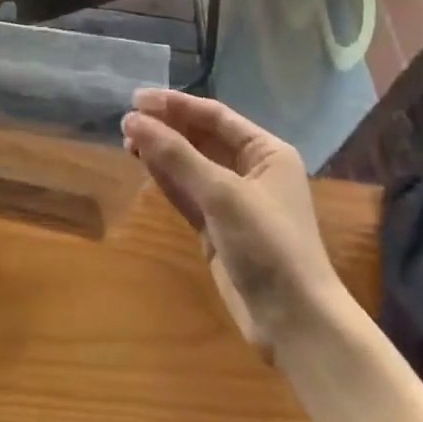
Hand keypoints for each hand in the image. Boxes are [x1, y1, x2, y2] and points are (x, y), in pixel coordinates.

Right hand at [123, 89, 337, 357]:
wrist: (295, 323)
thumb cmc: (268, 244)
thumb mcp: (222, 194)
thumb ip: (176, 155)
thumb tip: (132, 120)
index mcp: (266, 152)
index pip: (215, 116)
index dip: (175, 105)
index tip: (136, 99)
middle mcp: (251, 170)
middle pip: (201, 138)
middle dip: (166, 128)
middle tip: (126, 121)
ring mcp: (233, 201)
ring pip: (190, 165)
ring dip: (161, 152)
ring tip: (126, 140)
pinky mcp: (218, 229)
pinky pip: (187, 193)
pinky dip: (166, 179)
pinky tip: (143, 165)